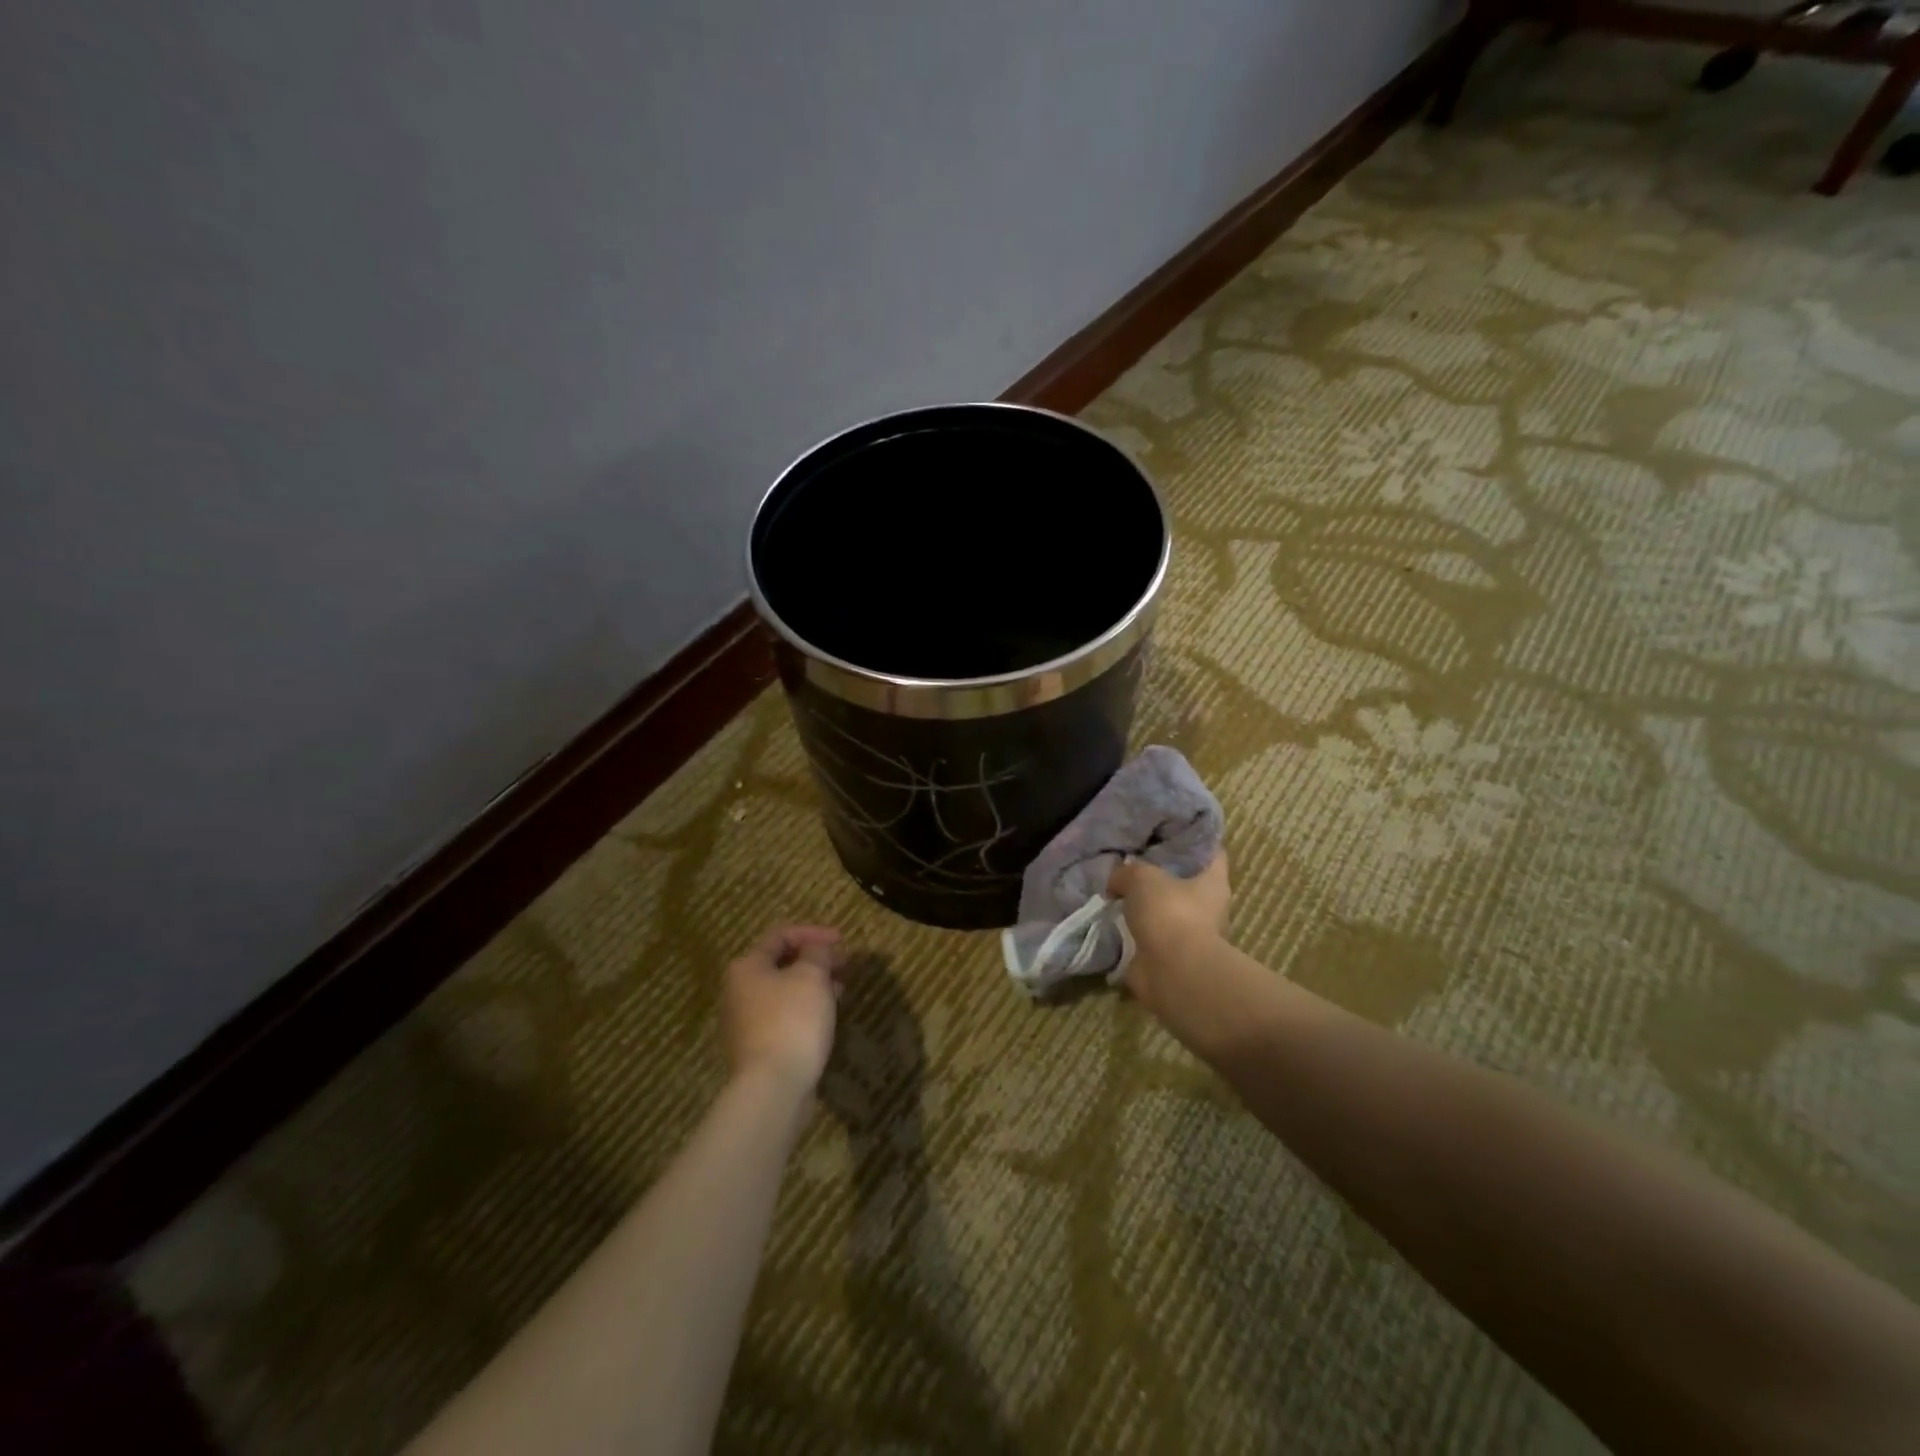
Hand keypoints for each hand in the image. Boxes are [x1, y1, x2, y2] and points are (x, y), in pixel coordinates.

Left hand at [722, 925, 845, 1100]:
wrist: (773, 1088)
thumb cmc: (792, 1021)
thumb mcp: (812, 976)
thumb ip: (817, 953)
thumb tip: (816, 950)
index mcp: (747, 967)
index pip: (781, 935)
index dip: (814, 933)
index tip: (843, 941)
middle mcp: (739, 991)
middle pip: (781, 964)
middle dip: (815, 960)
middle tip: (844, 964)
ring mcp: (746, 1023)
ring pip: (784, 992)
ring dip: (813, 985)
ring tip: (841, 988)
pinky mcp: (758, 1048)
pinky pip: (784, 1017)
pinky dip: (806, 1009)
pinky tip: (826, 1016)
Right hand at [1107, 852, 1230, 1011]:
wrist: (1172, 972)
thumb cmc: (1170, 913)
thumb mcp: (1142, 877)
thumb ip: (1128, 871)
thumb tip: (1116, 881)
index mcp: (1214, 882)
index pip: (1211, 850)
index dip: (1193, 837)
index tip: (1169, 828)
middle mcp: (1208, 908)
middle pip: (1186, 881)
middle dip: (1161, 873)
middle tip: (1132, 858)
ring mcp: (1190, 935)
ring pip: (1165, 910)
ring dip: (1145, 905)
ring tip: (1115, 890)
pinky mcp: (1170, 957)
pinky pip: (1149, 936)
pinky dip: (1132, 931)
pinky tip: (1110, 919)